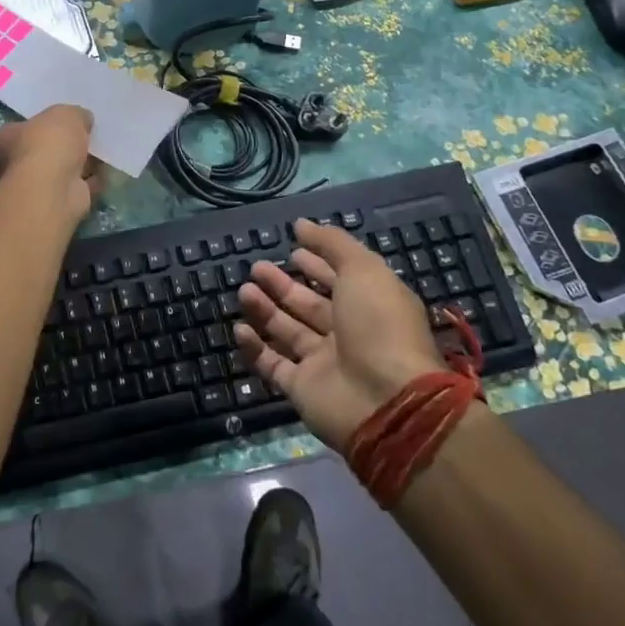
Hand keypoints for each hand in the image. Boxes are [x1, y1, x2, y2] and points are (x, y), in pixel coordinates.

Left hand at [0, 105, 100, 224]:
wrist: (54, 190)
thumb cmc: (48, 145)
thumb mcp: (65, 114)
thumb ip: (75, 115)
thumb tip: (83, 120)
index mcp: (5, 139)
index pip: (21, 127)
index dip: (43, 123)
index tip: (65, 120)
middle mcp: (14, 164)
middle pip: (44, 150)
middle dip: (65, 145)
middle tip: (88, 134)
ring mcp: (36, 186)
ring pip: (62, 170)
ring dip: (81, 163)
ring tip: (103, 150)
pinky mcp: (58, 202)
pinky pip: (78, 187)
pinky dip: (92, 181)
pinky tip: (108, 171)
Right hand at [235, 219, 447, 450]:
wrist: (385, 400)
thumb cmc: (379, 325)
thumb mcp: (363, 270)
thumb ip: (333, 244)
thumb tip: (301, 224)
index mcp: (369, 305)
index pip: (338, 279)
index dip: (317, 262)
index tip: (292, 247)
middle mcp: (347, 333)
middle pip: (308, 304)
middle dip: (283, 284)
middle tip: (257, 267)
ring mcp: (324, 363)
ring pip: (287, 331)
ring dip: (265, 309)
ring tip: (244, 290)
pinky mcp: (302, 388)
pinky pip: (273, 364)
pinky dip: (255, 347)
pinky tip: (240, 328)